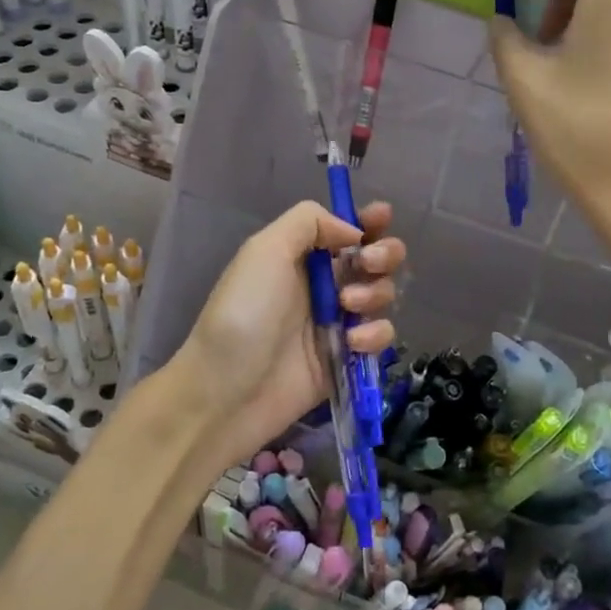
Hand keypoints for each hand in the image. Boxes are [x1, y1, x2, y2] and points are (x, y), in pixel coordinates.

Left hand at [175, 200, 403, 472]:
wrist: (227, 392)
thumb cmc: (244, 313)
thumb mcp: (265, 250)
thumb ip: (309, 223)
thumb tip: (352, 230)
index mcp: (301, 256)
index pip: (344, 230)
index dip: (369, 221)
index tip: (383, 217)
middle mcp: (323, 285)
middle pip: (374, 259)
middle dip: (383, 254)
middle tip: (368, 264)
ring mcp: (337, 323)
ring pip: (382, 296)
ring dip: (375, 293)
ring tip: (347, 307)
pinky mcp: (347, 358)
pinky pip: (379, 337)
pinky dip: (374, 335)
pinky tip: (351, 342)